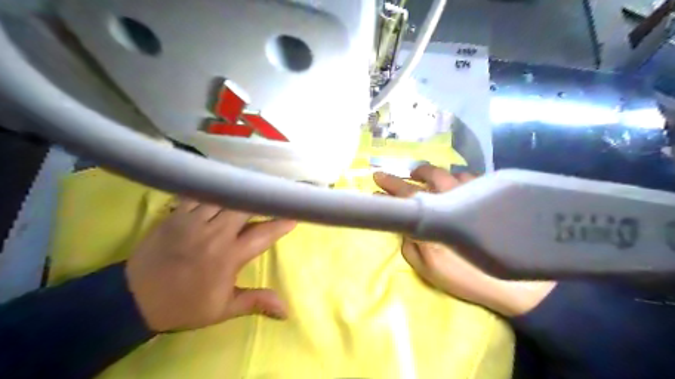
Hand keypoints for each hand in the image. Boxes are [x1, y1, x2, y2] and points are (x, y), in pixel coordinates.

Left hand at [126, 199, 294, 330]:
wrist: (135, 298)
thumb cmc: (185, 304)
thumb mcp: (222, 309)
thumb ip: (256, 302)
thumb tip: (287, 310)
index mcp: (228, 256)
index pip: (263, 233)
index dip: (281, 223)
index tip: (295, 215)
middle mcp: (214, 233)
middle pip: (244, 206)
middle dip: (261, 199)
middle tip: (274, 193)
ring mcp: (193, 220)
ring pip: (223, 196)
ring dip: (240, 191)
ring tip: (253, 184)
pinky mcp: (176, 214)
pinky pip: (199, 193)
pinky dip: (213, 189)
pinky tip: (221, 184)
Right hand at [374, 166, 553, 316]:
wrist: (515, 284)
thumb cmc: (466, 276)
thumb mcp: (428, 268)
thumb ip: (410, 245)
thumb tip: (404, 227)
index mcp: (432, 216)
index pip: (404, 197)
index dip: (387, 192)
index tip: (375, 188)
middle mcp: (450, 198)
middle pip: (420, 181)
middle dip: (398, 178)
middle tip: (383, 176)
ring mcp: (471, 193)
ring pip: (443, 173)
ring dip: (425, 172)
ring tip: (416, 174)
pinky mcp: (489, 194)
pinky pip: (467, 176)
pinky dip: (452, 175)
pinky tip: (451, 180)